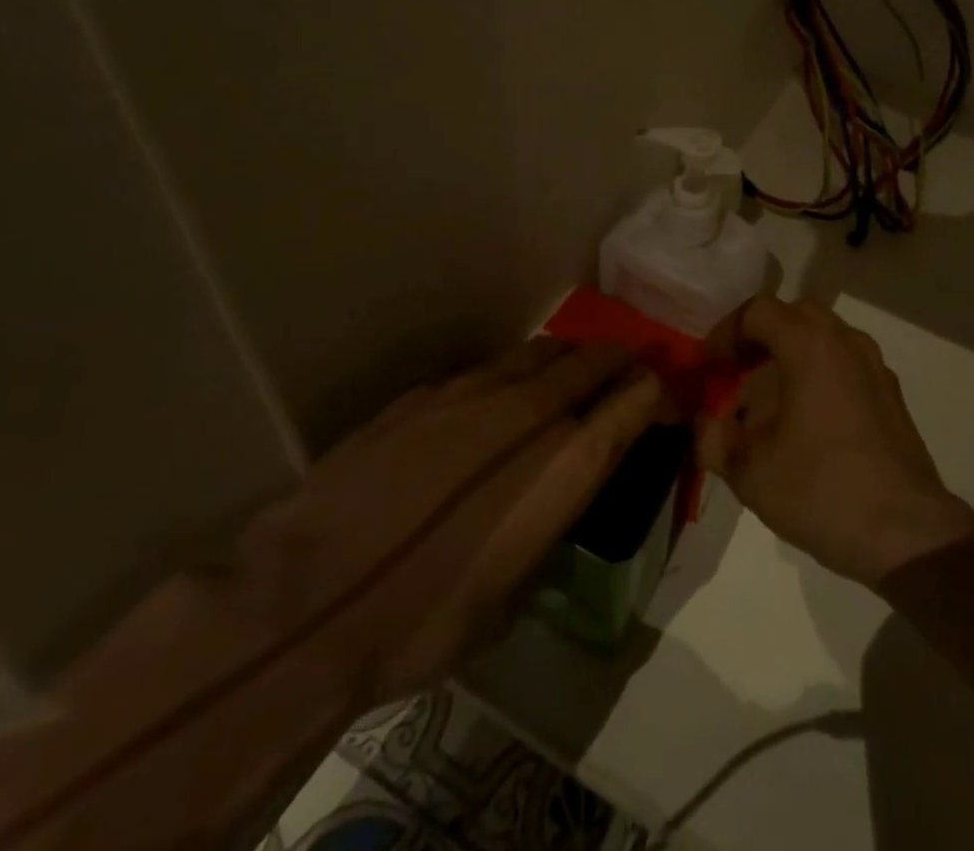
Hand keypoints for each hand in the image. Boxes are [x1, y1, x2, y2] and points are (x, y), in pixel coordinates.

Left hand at [234, 337, 667, 700]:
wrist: (306, 599)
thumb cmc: (423, 621)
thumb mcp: (510, 591)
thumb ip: (547, 522)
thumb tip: (555, 496)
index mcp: (564, 463)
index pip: (634, 403)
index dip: (658, 393)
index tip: (666, 394)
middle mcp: (529, 412)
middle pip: (592, 361)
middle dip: (619, 359)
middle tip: (632, 363)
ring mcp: (473, 392)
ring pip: (539, 352)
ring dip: (567, 356)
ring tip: (574, 364)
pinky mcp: (425, 393)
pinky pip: (487, 369)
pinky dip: (511, 373)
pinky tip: (499, 392)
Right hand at [697, 297, 973, 586]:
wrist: (907, 534)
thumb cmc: (822, 490)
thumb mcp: (749, 471)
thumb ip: (714, 439)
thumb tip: (704, 423)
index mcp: (810, 346)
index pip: (758, 310)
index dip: (726, 331)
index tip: (710, 365)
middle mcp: (845, 342)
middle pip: (795, 314)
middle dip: (761, 334)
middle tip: (738, 368)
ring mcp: (875, 366)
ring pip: (826, 335)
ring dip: (793, 351)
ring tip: (770, 394)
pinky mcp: (891, 394)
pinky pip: (847, 362)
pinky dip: (820, 371)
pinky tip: (808, 418)